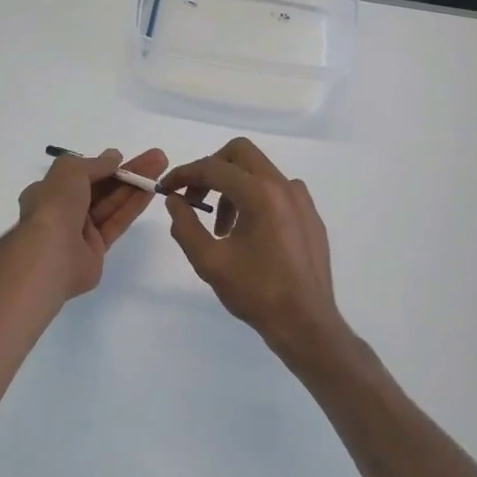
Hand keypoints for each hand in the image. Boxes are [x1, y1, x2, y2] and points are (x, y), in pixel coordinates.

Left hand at [16, 148, 168, 299]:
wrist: (52, 255)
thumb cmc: (55, 206)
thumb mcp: (70, 171)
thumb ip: (95, 164)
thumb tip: (113, 157)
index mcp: (49, 191)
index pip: (79, 174)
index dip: (103, 165)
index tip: (124, 157)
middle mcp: (64, 210)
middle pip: (101, 187)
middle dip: (127, 172)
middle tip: (156, 158)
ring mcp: (81, 231)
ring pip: (112, 203)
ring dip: (136, 184)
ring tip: (161, 167)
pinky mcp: (97, 249)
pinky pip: (118, 221)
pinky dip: (134, 205)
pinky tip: (152, 190)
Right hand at [163, 139, 357, 373]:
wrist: (305, 323)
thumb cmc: (256, 292)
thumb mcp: (209, 261)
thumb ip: (185, 225)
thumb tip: (175, 201)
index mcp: (259, 193)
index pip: (213, 168)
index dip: (184, 174)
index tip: (166, 189)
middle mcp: (283, 186)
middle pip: (240, 153)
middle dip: (211, 169)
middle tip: (195, 199)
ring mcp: (301, 199)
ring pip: (259, 171)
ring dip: (233, 187)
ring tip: (221, 228)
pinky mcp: (310, 215)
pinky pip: (277, 190)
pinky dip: (256, 198)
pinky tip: (249, 233)